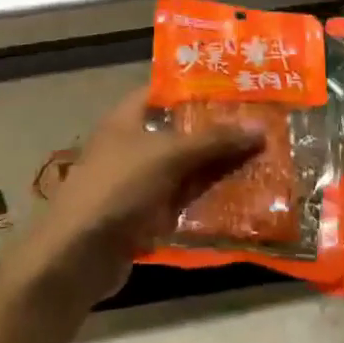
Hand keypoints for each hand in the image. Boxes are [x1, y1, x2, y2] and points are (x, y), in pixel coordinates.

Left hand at [11, 87, 261, 305]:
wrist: (77, 256)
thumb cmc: (117, 188)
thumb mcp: (167, 156)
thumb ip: (213, 140)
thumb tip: (259, 127)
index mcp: (128, 117)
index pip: (166, 90)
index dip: (199, 86)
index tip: (238, 86)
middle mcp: (134, 144)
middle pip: (182, 130)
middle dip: (219, 130)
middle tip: (264, 123)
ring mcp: (141, 181)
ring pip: (188, 167)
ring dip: (220, 166)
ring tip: (266, 158)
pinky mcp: (148, 214)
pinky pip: (186, 199)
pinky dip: (210, 197)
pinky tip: (246, 196)